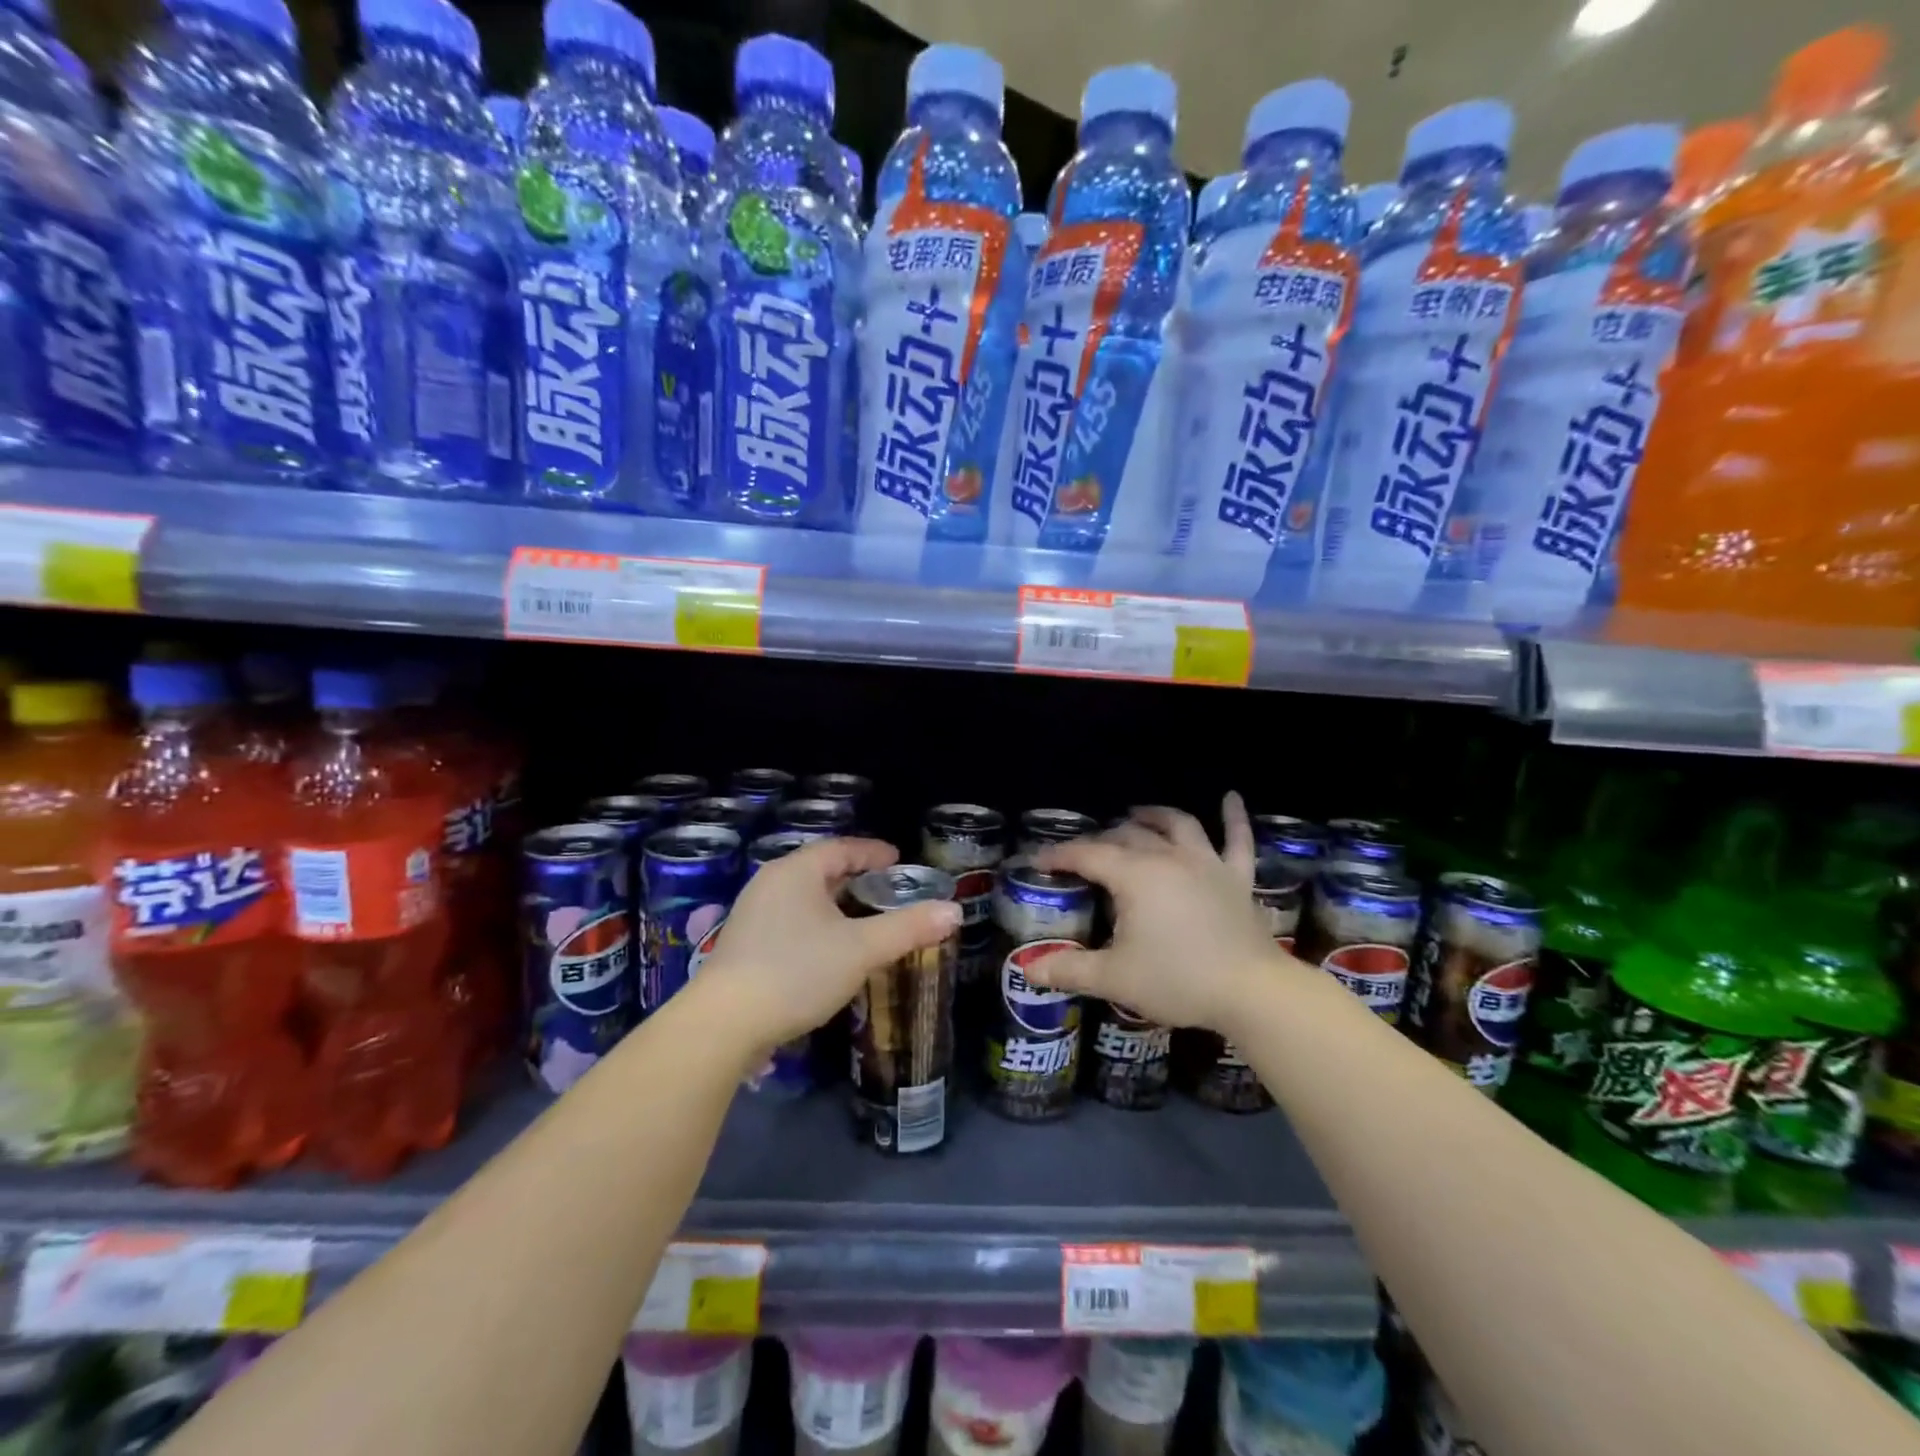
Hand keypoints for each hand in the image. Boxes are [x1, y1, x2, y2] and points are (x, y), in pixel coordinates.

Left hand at [694, 837, 961, 1052]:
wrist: (723, 1024)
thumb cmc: (797, 972)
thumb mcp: (861, 949)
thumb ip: (908, 928)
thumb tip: (954, 911)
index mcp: (796, 871)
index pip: (841, 847)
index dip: (873, 852)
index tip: (899, 861)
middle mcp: (770, 883)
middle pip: (821, 870)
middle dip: (856, 879)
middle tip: (888, 892)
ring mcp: (752, 914)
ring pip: (805, 898)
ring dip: (836, 904)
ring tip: (864, 920)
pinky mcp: (743, 945)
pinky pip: (790, 920)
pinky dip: (817, 925)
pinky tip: (830, 950)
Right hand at [1025, 794, 1279, 1032]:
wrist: (1252, 992)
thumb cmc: (1178, 980)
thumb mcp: (1115, 978)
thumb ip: (1070, 970)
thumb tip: (1028, 968)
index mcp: (1135, 876)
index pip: (1087, 855)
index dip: (1060, 855)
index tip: (1038, 860)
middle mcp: (1169, 858)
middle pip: (1128, 836)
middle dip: (1100, 839)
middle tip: (1084, 853)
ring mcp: (1207, 864)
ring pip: (1177, 825)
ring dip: (1154, 815)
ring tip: (1137, 813)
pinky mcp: (1237, 878)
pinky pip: (1238, 840)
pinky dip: (1234, 817)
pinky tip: (1231, 797)